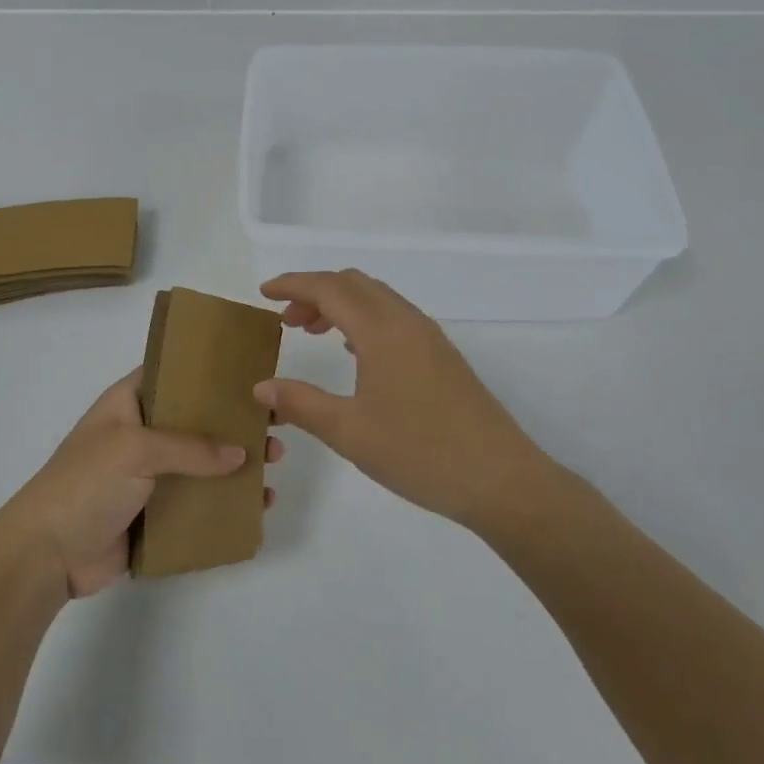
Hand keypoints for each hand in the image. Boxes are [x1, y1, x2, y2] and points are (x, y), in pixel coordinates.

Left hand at [0, 370, 284, 598]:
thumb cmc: (86, 484)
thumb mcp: (135, 450)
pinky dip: (226, 502)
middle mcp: (140, 434)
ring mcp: (148, 476)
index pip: (172, 375)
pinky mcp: (155, 514)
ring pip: (202, 463)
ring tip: (274, 465)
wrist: (48, 554)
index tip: (250, 374)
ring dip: (237, 464)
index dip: (208, 373)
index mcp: (127, 403)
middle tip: (274, 428)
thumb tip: (241, 454)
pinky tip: (258, 506)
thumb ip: (190, 448)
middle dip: (234, 424)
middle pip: (195, 421)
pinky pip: (198, 502)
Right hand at [254, 270, 556, 530]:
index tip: (264, 293)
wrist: (501, 480)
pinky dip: (363, 318)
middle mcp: (407, 322)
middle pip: (353, 283)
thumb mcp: (349, 432)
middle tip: (286, 320)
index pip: (329, 288)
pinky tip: (353, 350)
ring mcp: (429, 337)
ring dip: (340, 303)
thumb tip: (262, 387)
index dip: (293, 285)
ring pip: (376, 298)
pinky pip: (393, 316)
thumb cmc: (420, 453)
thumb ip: (301, 403)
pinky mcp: (442, 355)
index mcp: (382, 332)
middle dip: (314, 291)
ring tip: (311, 331)